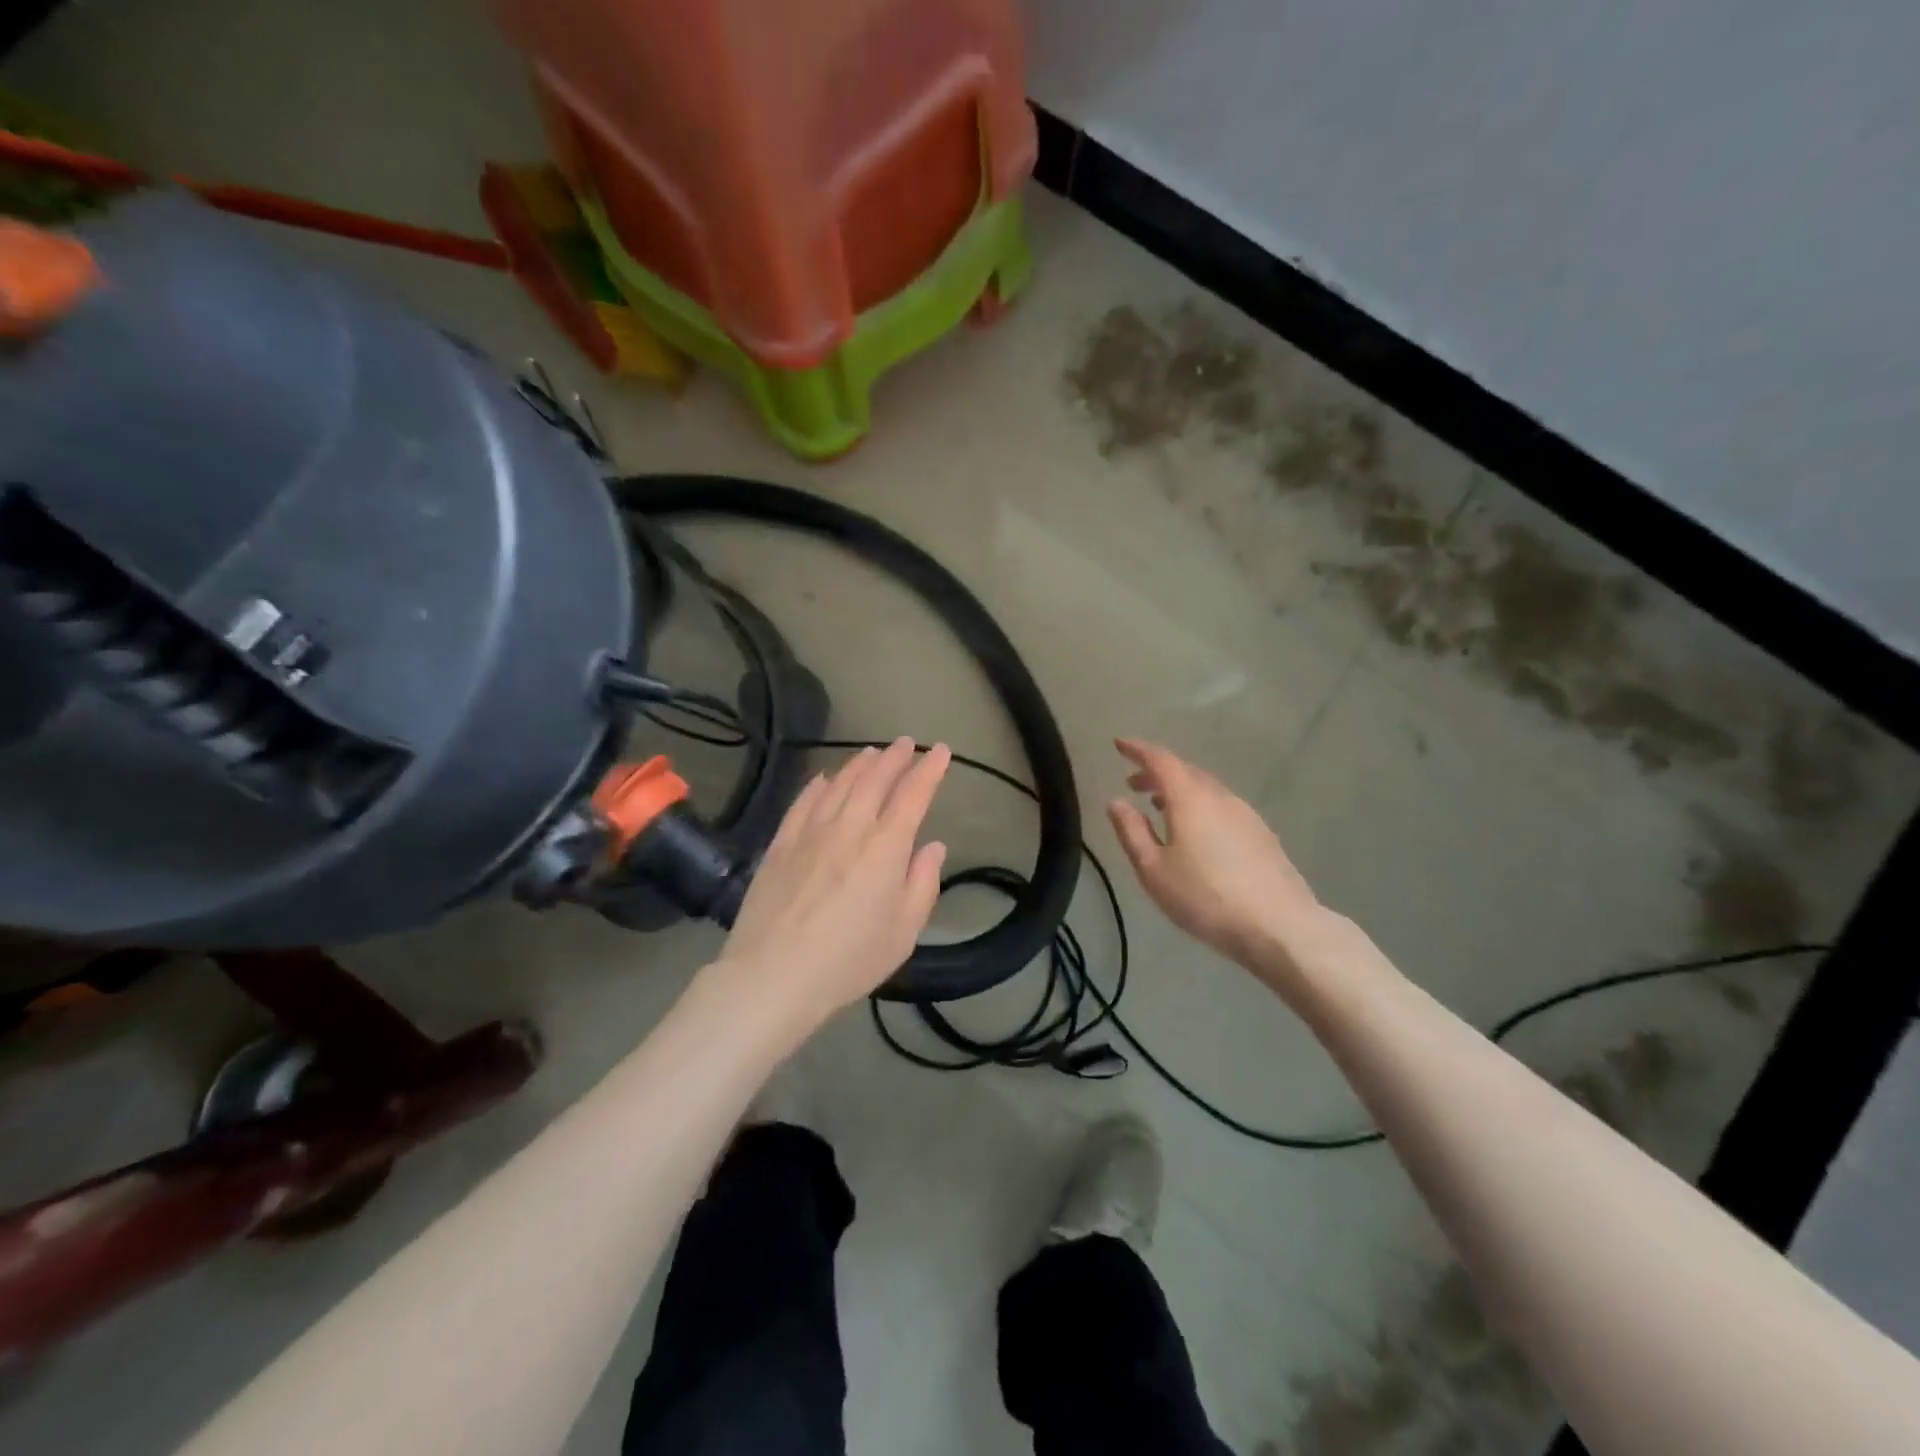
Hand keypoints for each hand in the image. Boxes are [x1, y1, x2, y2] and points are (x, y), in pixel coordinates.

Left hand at [714, 738, 949, 1037]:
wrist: (774, 975)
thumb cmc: (850, 959)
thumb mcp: (903, 931)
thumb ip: (922, 883)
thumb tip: (933, 846)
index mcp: (886, 847)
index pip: (913, 795)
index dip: (929, 770)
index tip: (941, 752)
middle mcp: (849, 828)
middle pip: (874, 780)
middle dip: (895, 758)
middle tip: (907, 744)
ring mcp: (810, 832)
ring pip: (839, 784)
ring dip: (859, 764)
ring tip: (871, 752)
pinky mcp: (780, 844)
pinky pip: (803, 802)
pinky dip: (818, 785)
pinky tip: (824, 778)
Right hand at [1107, 738, 1323, 982]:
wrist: (1279, 926)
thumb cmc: (1205, 898)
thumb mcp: (1154, 870)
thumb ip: (1132, 832)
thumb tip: (1117, 802)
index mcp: (1190, 799)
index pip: (1161, 760)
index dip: (1138, 750)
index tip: (1119, 745)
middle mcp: (1220, 797)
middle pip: (1185, 771)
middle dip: (1156, 772)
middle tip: (1133, 783)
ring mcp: (1246, 814)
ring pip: (1206, 789)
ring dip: (1179, 790)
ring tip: (1159, 807)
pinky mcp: (1262, 834)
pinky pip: (1222, 806)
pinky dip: (1200, 806)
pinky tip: (1195, 831)